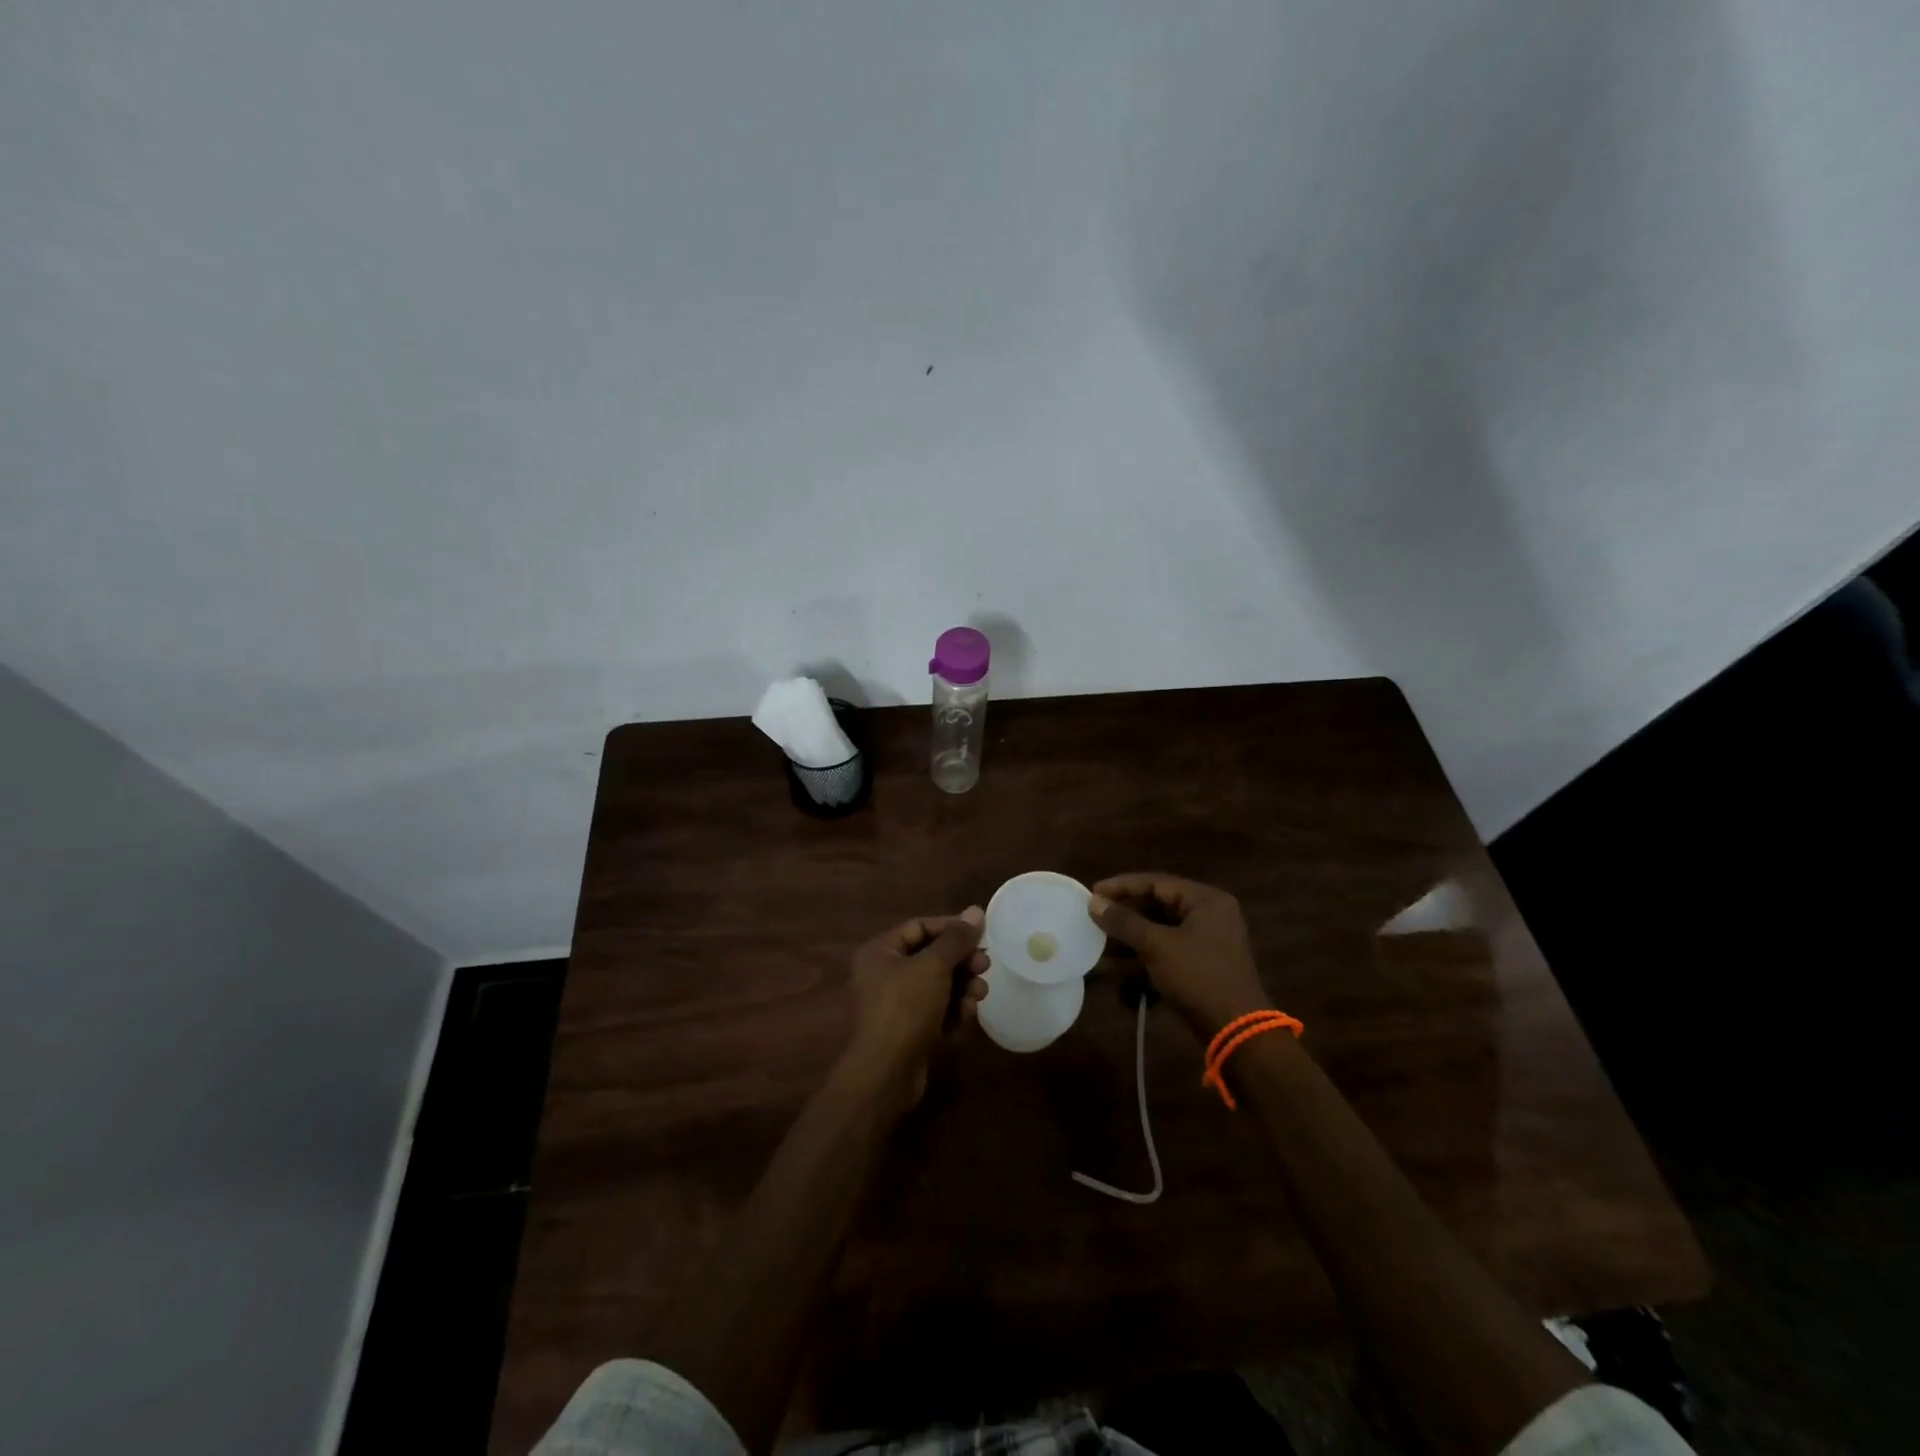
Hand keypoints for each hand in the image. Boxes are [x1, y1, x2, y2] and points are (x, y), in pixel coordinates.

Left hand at [843, 907, 988, 1101]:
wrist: (885, 1074)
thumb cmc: (905, 1008)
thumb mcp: (933, 967)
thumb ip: (956, 939)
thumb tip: (975, 910)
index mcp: (880, 952)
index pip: (920, 927)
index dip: (951, 928)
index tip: (981, 935)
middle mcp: (883, 974)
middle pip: (931, 957)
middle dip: (960, 962)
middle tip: (984, 966)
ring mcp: (894, 1005)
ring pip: (937, 986)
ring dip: (961, 988)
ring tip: (978, 996)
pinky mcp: (907, 1031)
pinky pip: (935, 1011)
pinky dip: (951, 1012)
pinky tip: (964, 1019)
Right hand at [1087, 873, 1270, 1038]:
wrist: (1236, 1030)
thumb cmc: (1198, 977)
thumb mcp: (1157, 946)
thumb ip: (1124, 921)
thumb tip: (1094, 902)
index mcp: (1206, 900)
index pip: (1156, 882)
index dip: (1122, 886)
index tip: (1093, 892)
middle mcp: (1209, 914)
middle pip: (1158, 905)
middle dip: (1125, 916)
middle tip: (1095, 918)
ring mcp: (1207, 941)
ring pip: (1160, 931)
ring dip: (1131, 939)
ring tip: (1101, 946)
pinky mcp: (1202, 965)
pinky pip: (1168, 951)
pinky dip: (1145, 957)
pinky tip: (1119, 970)